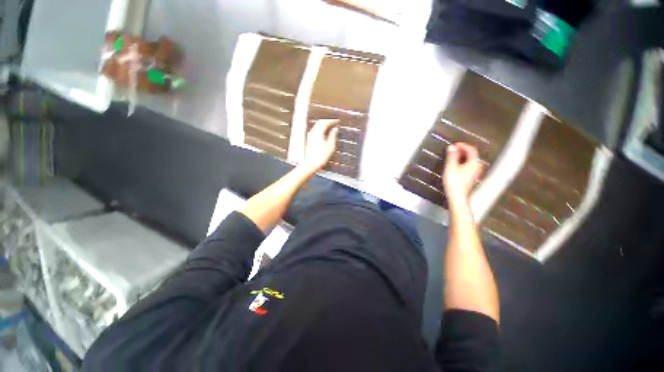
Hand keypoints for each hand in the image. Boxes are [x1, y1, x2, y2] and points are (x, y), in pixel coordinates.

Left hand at [302, 119, 338, 171]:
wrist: (310, 164)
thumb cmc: (321, 157)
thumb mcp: (330, 146)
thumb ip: (333, 136)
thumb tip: (335, 129)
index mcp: (318, 132)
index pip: (325, 122)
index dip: (332, 121)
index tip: (337, 121)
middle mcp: (312, 132)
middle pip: (320, 123)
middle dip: (327, 122)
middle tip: (333, 123)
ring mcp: (309, 136)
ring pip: (316, 126)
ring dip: (323, 125)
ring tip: (329, 128)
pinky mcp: (308, 140)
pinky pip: (315, 131)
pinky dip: (320, 130)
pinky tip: (323, 134)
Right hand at [443, 143, 482, 205]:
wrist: (458, 197)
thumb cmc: (454, 182)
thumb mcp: (451, 167)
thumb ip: (452, 156)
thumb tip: (452, 147)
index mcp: (474, 163)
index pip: (471, 150)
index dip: (463, 145)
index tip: (454, 145)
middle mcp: (477, 167)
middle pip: (472, 155)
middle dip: (462, 150)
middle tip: (452, 150)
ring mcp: (475, 173)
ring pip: (470, 160)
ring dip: (462, 156)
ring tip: (452, 156)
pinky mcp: (471, 177)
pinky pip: (469, 165)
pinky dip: (463, 162)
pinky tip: (455, 165)